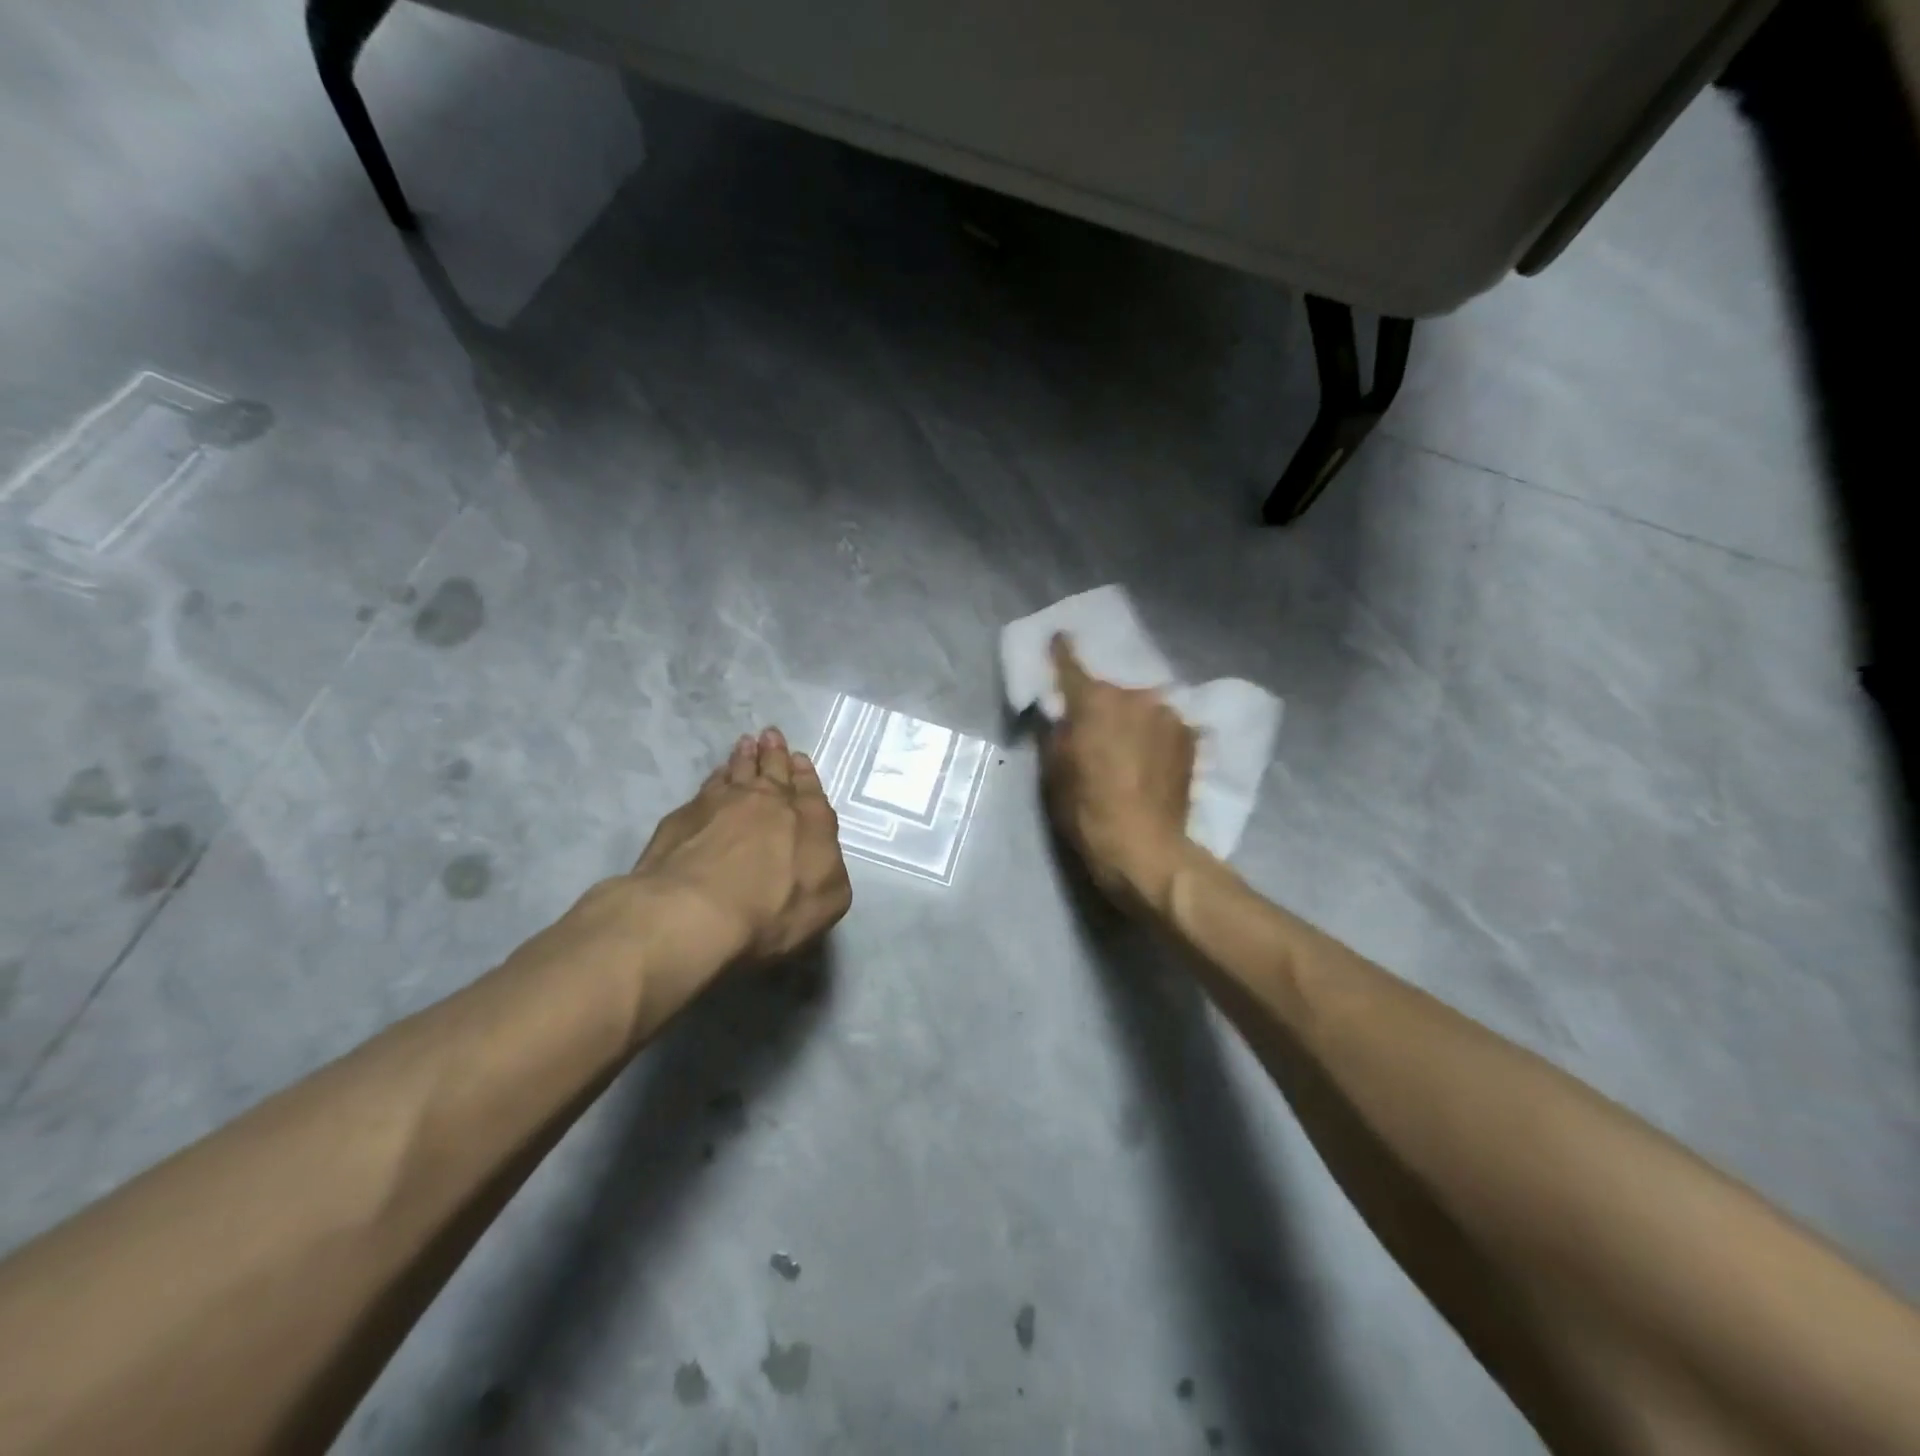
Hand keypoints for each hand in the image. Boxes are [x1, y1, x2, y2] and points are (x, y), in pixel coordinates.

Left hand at [631, 727, 853, 965]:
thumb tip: (821, 852)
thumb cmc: (774, 910)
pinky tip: (715, 776)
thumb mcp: (828, 899)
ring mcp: (723, 803)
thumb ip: (830, 869)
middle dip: (775, 752)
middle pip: (773, 770)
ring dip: (744, 757)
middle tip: (770, 734)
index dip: (805, 774)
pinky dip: (716, 777)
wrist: (697, 911)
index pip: (810, 791)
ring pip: (738, 771)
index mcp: (809, 820)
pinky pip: (707, 787)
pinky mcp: (685, 816)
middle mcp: (768, 801)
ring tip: (745, 743)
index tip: (798, 758)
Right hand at [1043, 633, 1197, 912]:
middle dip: (1102, 701)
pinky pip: (1163, 724)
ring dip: (1132, 716)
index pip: (1072, 663)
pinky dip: (1153, 732)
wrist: (1144, 846)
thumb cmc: (1087, 810)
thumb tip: (1062, 714)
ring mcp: (1168, 714)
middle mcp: (1134, 696)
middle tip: (1096, 724)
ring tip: (1127, 745)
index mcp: (1094, 701)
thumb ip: (1056, 732)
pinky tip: (1149, 757)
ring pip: (1141, 705)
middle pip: (1112, 689)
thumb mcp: (1054, 772)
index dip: (1062, 650)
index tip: (1060, 637)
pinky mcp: (1189, 736)